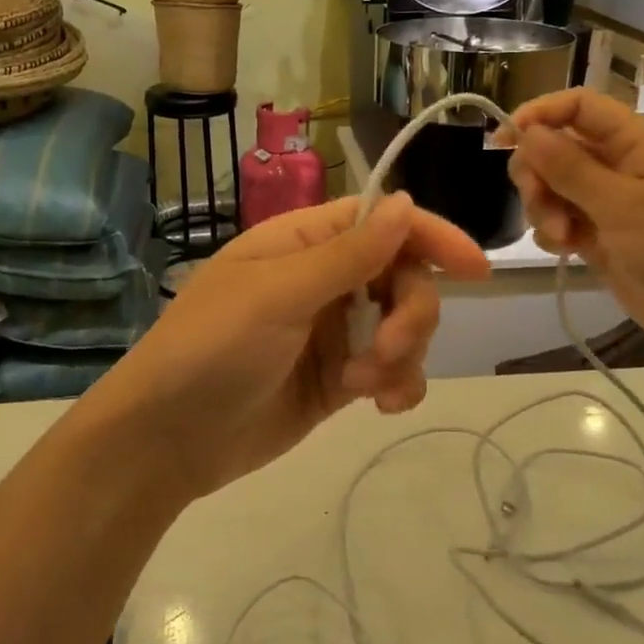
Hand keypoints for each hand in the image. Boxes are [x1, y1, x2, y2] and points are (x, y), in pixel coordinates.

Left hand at [86, 194, 489, 499]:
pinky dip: (399, 383)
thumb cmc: (212, 349)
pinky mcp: (337, 378)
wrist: (166, 441)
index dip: (431, 236)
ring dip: (402, 353)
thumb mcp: (278, 295)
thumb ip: (348, 254)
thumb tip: (406, 202)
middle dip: (410, 313)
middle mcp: (323, 280)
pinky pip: (390, 370)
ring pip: (403, 325)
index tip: (477, 270)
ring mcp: (331, 331)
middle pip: (403, 276)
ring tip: (366, 385)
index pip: (382, 221)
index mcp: (303, 243)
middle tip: (386, 349)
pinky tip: (383, 405)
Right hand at [504, 88, 643, 371]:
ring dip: (543, 207)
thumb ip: (571, 168)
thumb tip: (527, 131)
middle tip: (539, 204)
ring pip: (551, 185)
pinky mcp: (598, 236)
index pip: (579, 107)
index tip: (504, 140)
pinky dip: (551, 231)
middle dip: (537, 173)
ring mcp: (607, 203)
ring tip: (561, 238)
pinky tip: (563, 250)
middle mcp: (618, 165)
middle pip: (556, 147)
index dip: (540, 114)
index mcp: (636, 144)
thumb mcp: (624, 206)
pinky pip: (558, 219)